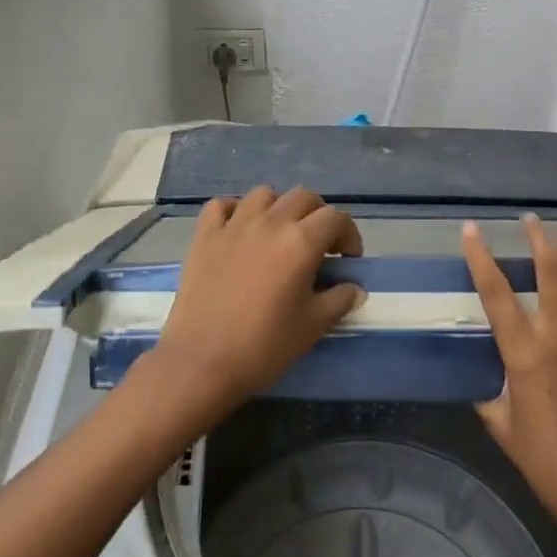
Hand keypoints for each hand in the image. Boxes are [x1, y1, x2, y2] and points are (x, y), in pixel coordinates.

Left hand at [144, 186, 364, 425]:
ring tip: (280, 233)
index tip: (348, 260)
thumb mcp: (313, 326)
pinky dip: (235, 210)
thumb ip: (339, 300)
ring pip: (264, 194)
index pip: (336, 218)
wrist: (202, 362)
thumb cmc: (264, 346)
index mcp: (301, 241)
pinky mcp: (205, 235)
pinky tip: (239, 230)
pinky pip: (222, 205)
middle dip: (318, 216)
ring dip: (279, 207)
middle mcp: (270, 222)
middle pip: (303, 197)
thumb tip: (354, 287)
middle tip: (319, 245)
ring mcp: (234, 225)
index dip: (349, 235)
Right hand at [463, 216, 556, 527]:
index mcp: (524, 353)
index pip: (495, 292)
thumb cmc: (542, 460)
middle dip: (539, 239)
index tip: (472, 230)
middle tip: (532, 221)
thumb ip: (489, 389)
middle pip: (550, 272)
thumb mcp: (500, 423)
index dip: (480, 257)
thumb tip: (483, 371)